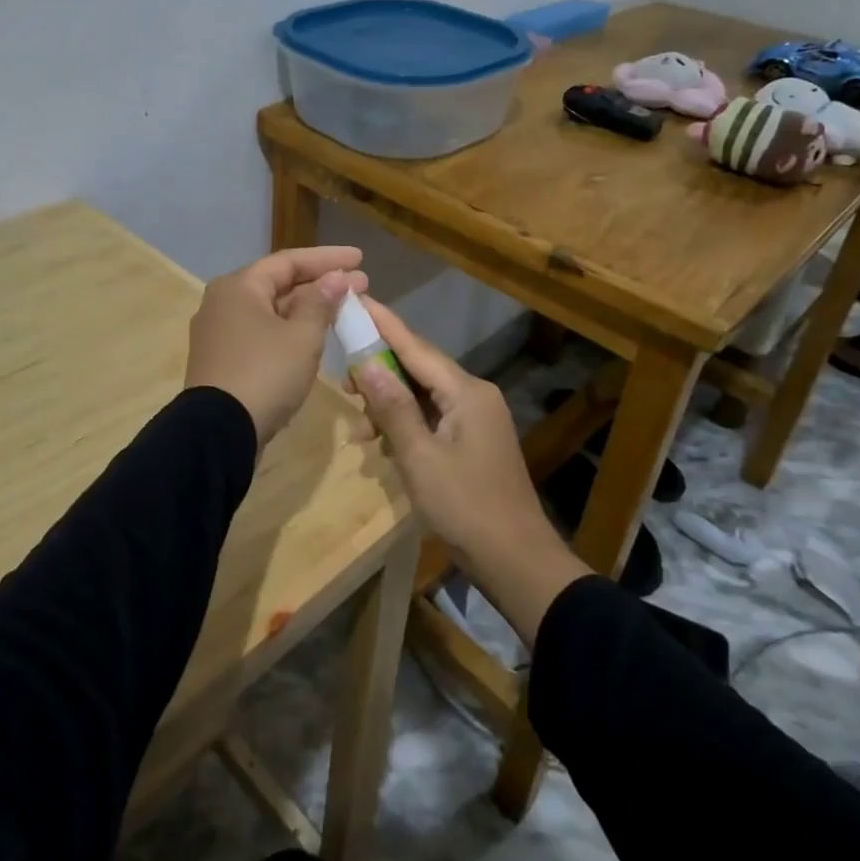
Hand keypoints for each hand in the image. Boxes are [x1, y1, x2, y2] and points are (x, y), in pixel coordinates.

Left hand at [184, 247, 366, 446]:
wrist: (219, 432)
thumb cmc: (265, 374)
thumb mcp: (302, 337)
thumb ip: (321, 303)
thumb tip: (336, 278)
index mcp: (239, 287)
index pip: (289, 261)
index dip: (327, 259)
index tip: (360, 258)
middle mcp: (224, 302)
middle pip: (278, 284)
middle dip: (321, 284)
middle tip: (361, 284)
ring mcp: (220, 332)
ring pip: (271, 310)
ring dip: (307, 308)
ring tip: (343, 308)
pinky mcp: (223, 359)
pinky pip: (262, 333)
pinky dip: (289, 329)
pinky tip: (314, 334)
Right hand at [347, 297, 548, 556]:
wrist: (517, 562)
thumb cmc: (466, 507)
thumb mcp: (420, 458)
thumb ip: (393, 407)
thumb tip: (366, 361)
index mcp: (466, 392)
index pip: (415, 346)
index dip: (383, 323)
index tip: (356, 298)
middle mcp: (474, 395)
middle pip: (418, 368)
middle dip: (379, 372)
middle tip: (342, 383)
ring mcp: (476, 418)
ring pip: (422, 396)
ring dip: (389, 406)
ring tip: (359, 430)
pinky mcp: (472, 440)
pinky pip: (432, 417)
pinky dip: (405, 425)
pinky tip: (383, 446)